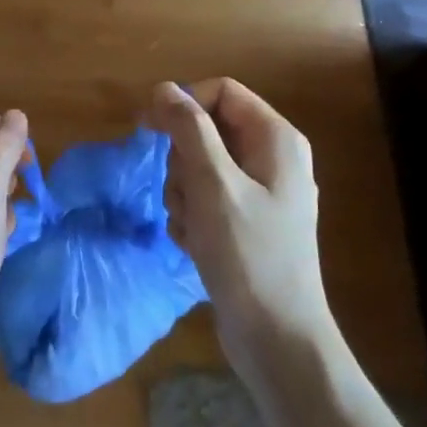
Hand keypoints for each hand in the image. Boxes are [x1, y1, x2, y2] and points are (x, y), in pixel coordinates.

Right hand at [149, 79, 336, 375]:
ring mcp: (261, 193)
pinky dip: (192, 215)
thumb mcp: (213, 184)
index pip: (221, 91)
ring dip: (182, 192)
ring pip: (201, 165)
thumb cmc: (248, 254)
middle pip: (208, 129)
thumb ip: (188, 129)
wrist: (277, 338)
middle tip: (182, 192)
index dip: (184, 104)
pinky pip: (206, 198)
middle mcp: (272, 158)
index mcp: (276, 139)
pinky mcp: (246, 222)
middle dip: (182, 159)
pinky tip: (194, 242)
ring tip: (190, 225)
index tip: (150, 129)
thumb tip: (164, 88)